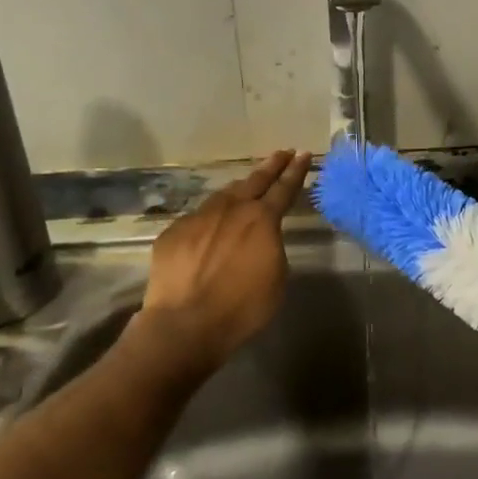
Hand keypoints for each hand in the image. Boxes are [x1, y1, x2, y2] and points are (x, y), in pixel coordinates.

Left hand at [133, 150, 311, 371]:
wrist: (185, 325)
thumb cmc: (242, 308)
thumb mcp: (276, 277)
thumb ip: (272, 247)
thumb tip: (263, 237)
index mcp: (262, 219)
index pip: (285, 188)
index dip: (296, 171)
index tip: (304, 154)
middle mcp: (231, 209)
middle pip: (255, 180)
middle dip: (271, 166)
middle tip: (282, 153)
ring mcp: (199, 218)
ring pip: (224, 195)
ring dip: (239, 188)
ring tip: (247, 185)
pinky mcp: (173, 232)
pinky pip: (197, 219)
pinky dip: (209, 219)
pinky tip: (210, 229)